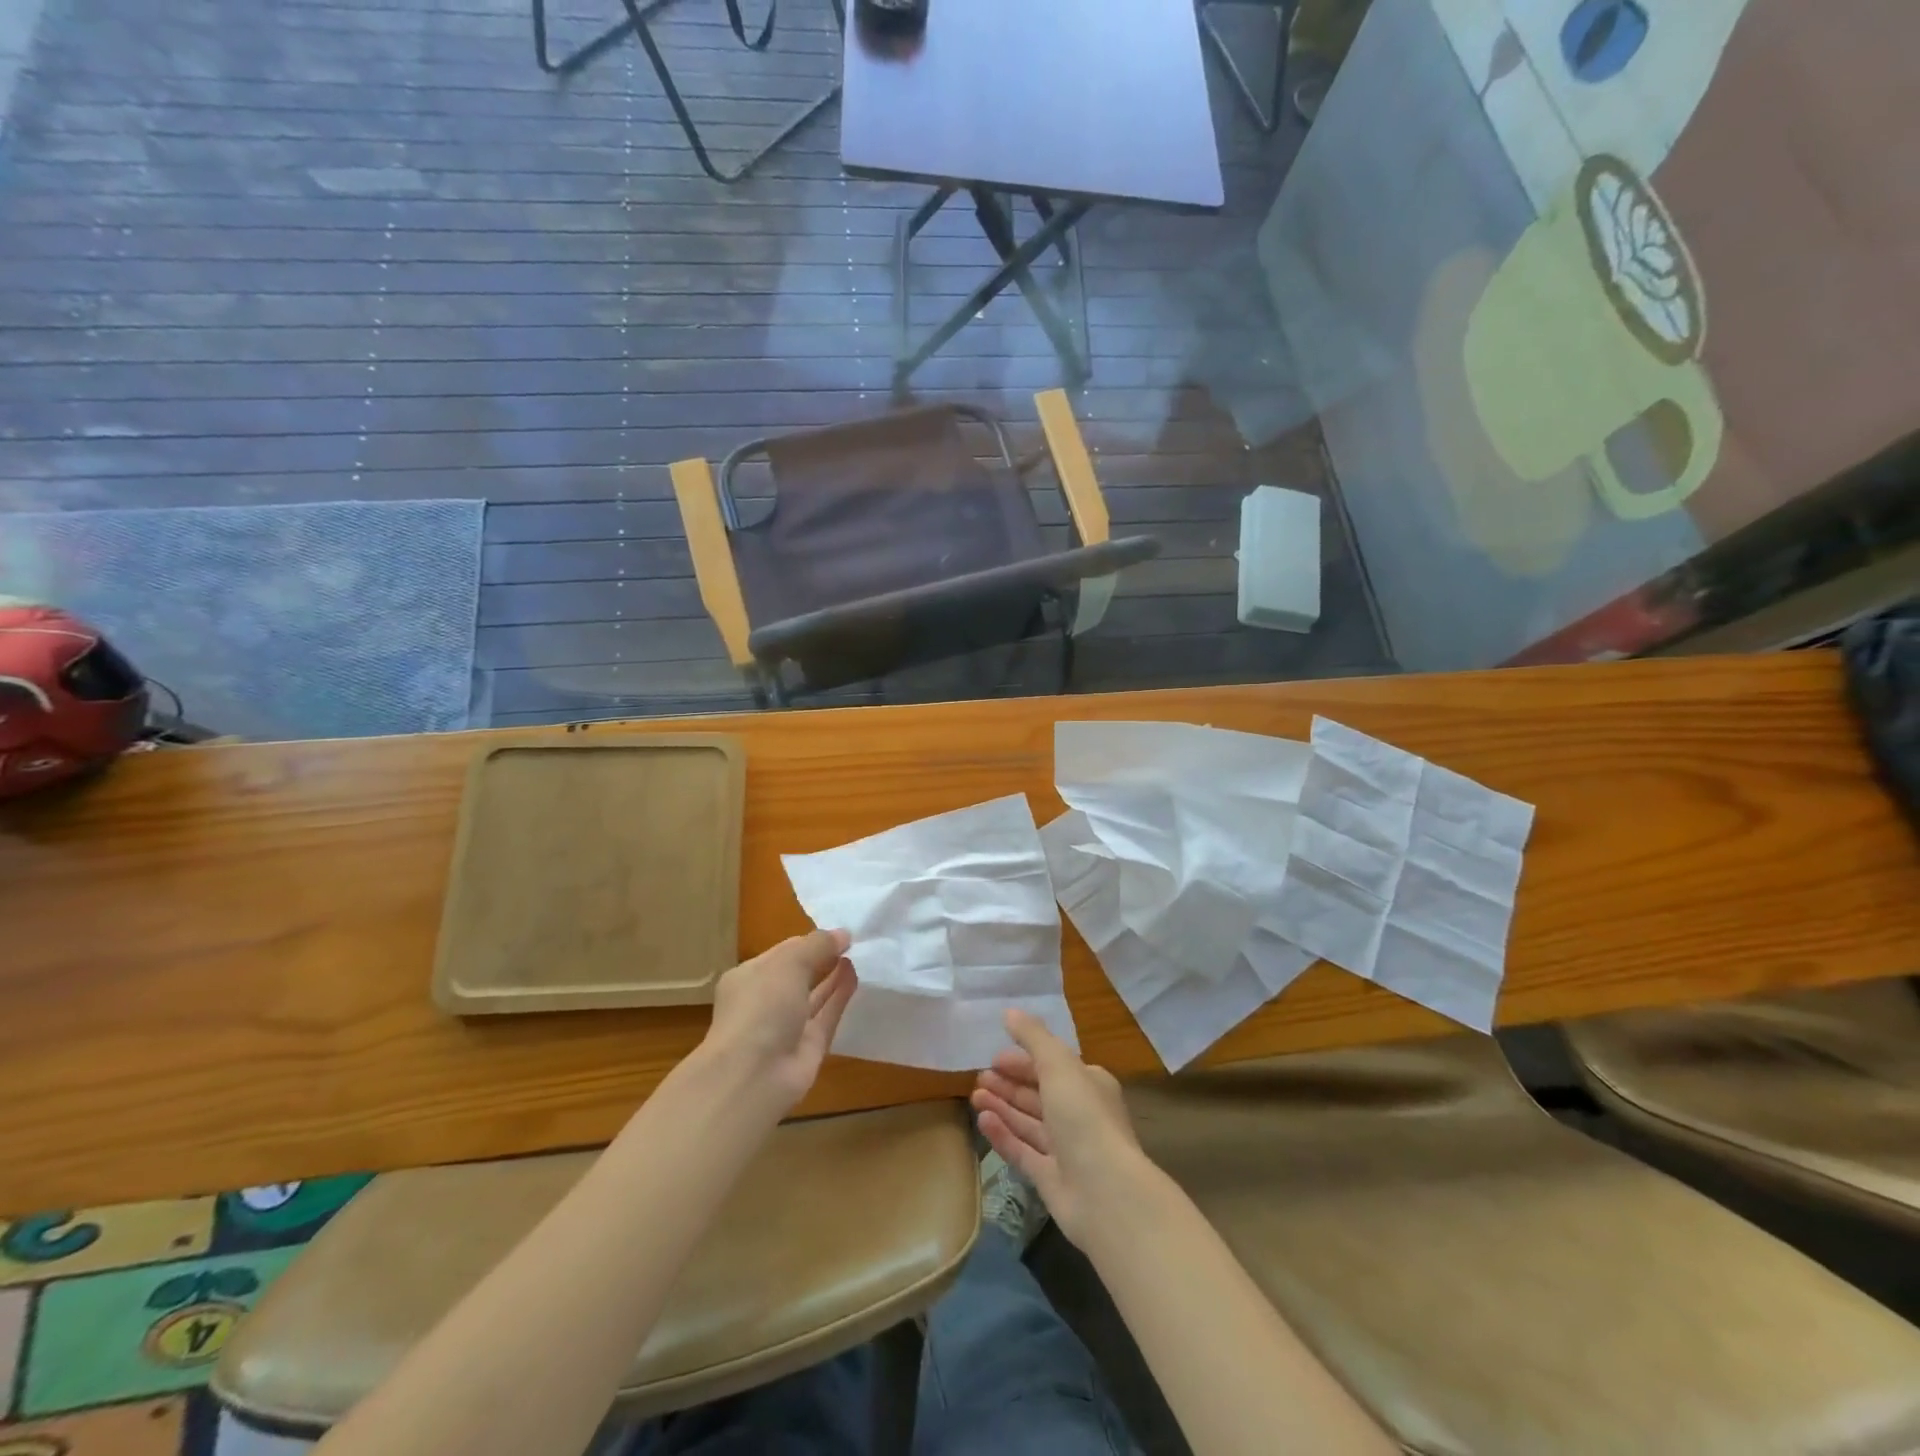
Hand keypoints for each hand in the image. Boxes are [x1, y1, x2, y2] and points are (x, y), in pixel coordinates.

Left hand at [704, 929, 857, 1115]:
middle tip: (854, 940)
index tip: (839, 931)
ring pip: (815, 994)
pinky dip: (841, 996)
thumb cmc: (762, 1006)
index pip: (784, 951)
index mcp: (749, 977)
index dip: (810, 940)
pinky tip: (856, 976)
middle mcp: (766, 1000)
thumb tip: (844, 933)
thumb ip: (818, 944)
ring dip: (834, 975)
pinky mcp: (808, 1046)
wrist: (754, 1075)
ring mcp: (787, 1025)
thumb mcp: (789, 962)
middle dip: (823, 957)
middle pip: (799, 974)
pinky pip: (827, 1015)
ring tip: (858, 954)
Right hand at [971, 1009, 1149, 1248]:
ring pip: (1028, 1122)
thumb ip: (1033, 1037)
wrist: (1105, 1193)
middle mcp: (1079, 1114)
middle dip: (1009, 1084)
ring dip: (1003, 1107)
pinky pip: (1022, 1150)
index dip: (1023, 1060)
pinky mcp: (1051, 1178)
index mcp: (1088, 1084)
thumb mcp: (1058, 1065)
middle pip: (1038, 1094)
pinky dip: (1003, 1135)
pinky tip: (982, 1121)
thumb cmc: (1084, 1117)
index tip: (994, 1058)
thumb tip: (1009, 1012)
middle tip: (979, 1077)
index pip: (1051, 1065)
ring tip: (974, 1096)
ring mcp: (1065, 1148)